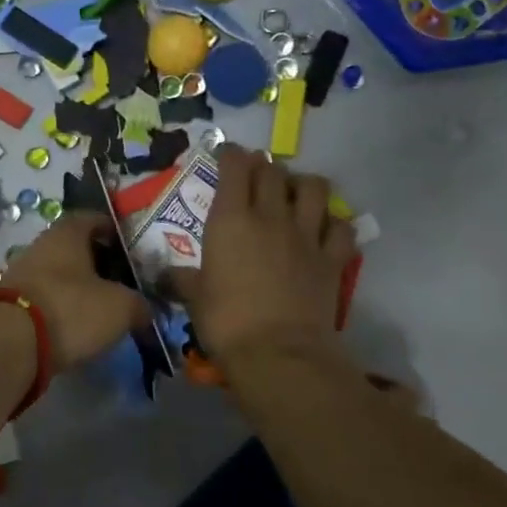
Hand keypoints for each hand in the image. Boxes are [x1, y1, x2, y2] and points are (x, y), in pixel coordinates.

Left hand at [0, 212, 152, 373]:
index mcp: (68, 233)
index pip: (93, 218)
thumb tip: (144, 310)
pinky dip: (60, 308)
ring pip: (58, 274)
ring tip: (101, 308)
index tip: (130, 246)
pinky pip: (44, 298)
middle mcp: (41, 245)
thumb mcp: (120, 307)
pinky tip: (75, 326)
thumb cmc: (71, 309)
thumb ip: (138, 304)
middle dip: (97, 262)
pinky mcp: (10, 303)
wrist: (10, 344)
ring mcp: (21, 274)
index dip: (113, 230)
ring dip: (78, 287)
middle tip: (121, 281)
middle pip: (74, 247)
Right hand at [162, 146, 356, 368]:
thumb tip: (164, 274)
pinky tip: (326, 229)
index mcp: (231, 220)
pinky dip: (334, 223)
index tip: (227, 154)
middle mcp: (270, 217)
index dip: (231, 155)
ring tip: (295, 193)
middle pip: (273, 172)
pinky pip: (342, 228)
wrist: (278, 352)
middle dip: (263, 166)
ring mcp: (306, 235)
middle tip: (256, 173)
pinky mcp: (332, 259)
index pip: (235, 169)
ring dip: (303, 184)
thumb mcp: (194, 297)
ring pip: (314, 189)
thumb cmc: (225, 321)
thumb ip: (181, 278)